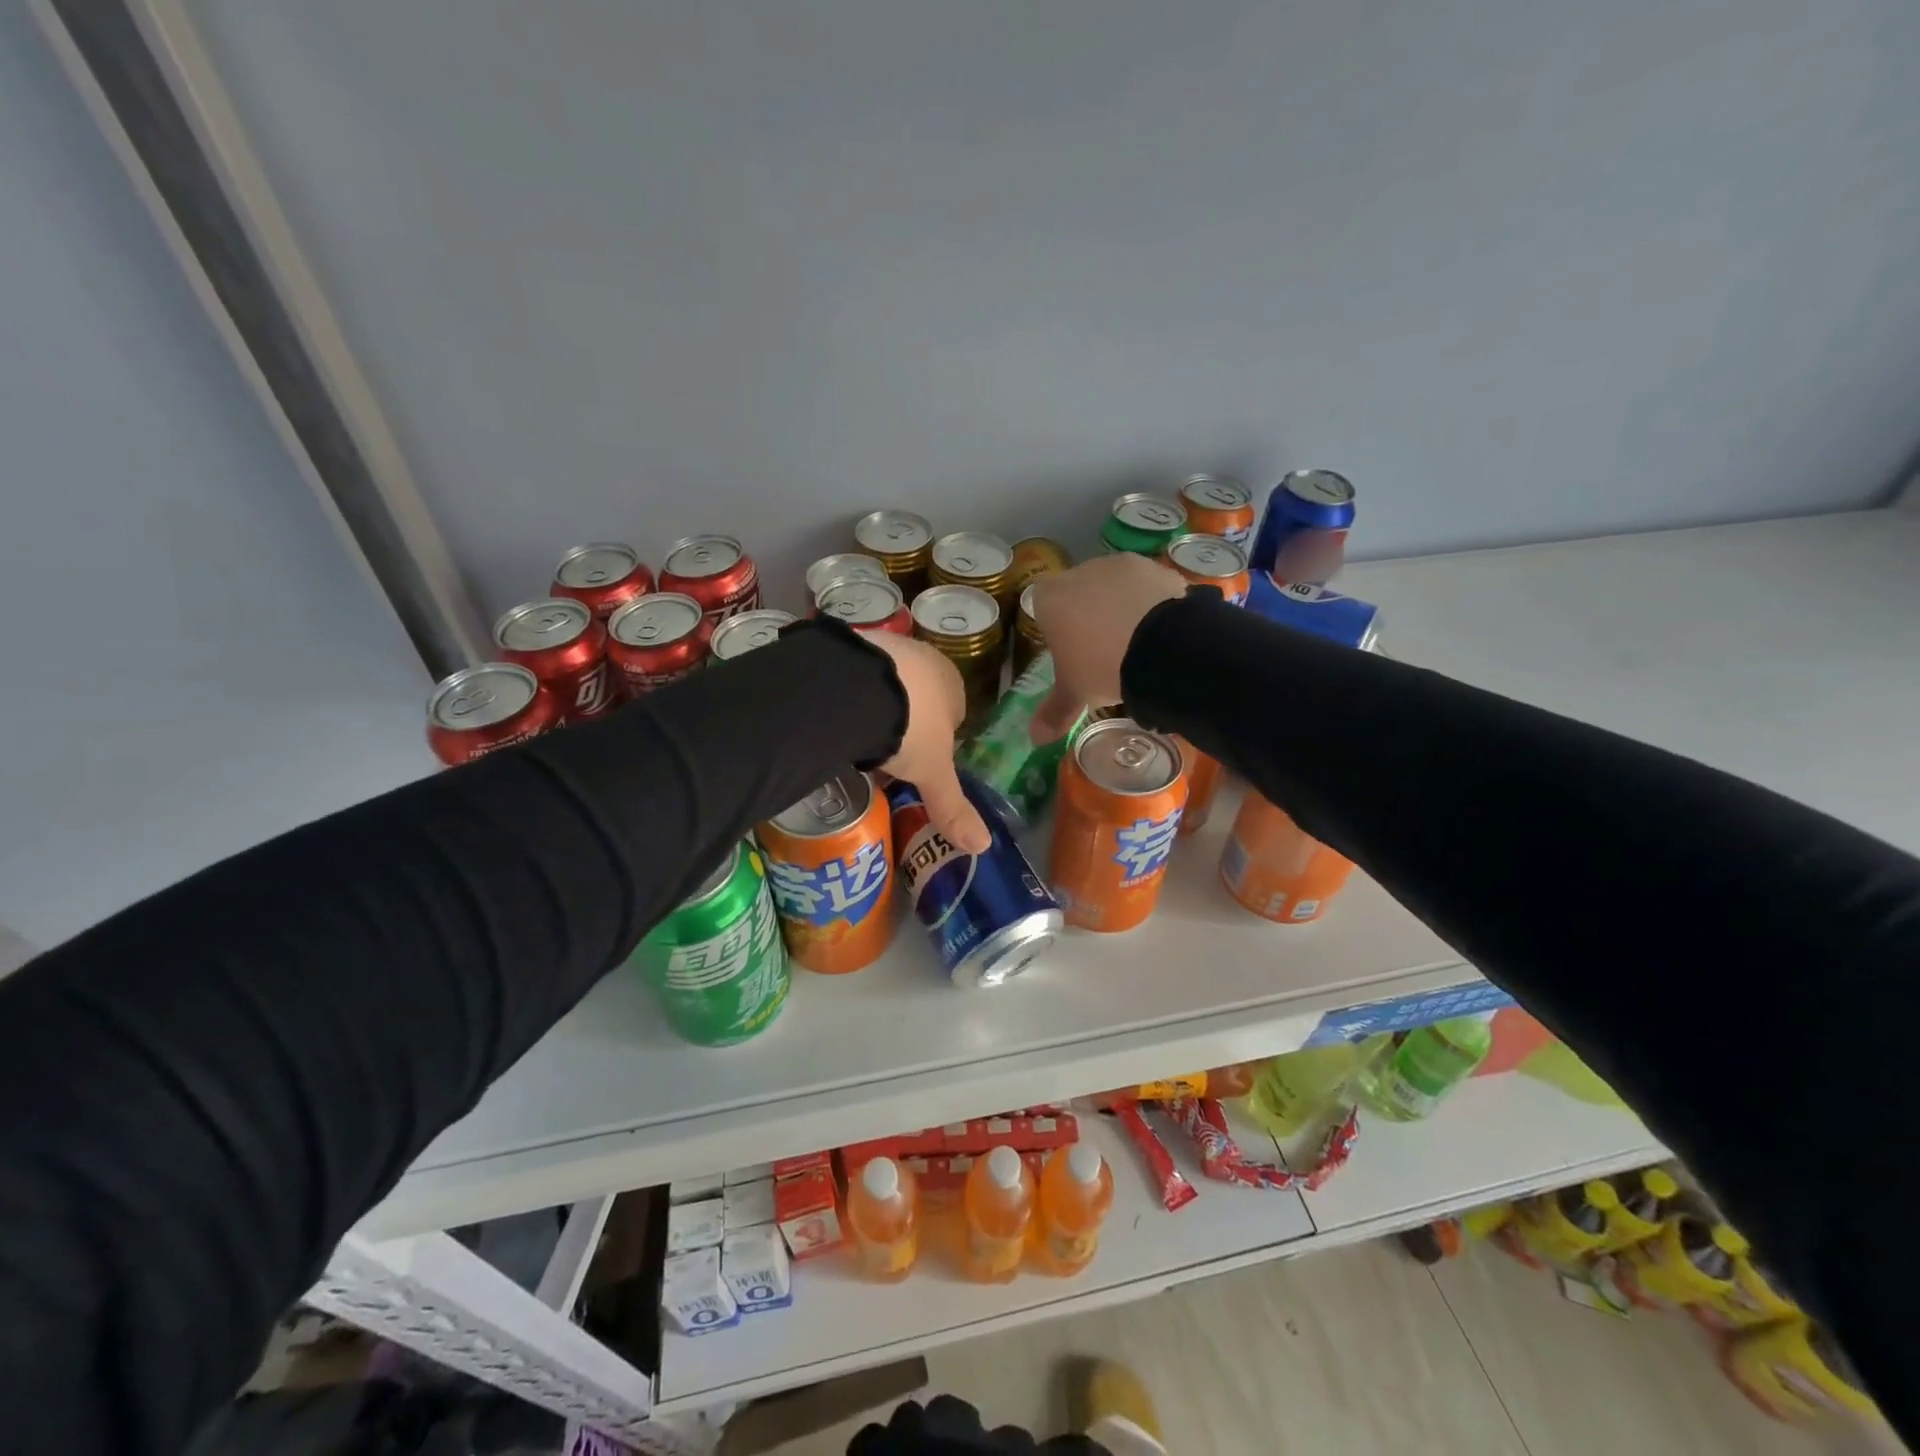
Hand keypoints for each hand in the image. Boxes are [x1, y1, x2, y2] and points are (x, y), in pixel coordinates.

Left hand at [860, 631, 991, 853]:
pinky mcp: (851, 642)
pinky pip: (854, 676)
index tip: (915, 765)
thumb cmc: (909, 728)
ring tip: (855, 739)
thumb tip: (984, 847)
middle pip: (917, 699)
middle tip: (883, 756)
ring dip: (875, 709)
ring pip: (885, 685)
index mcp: (953, 682)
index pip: (953, 714)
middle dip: (903, 726)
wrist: (857, 687)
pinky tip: (836, 717)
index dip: (936, 742)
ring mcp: (887, 645)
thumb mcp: (932, 773)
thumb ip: (953, 806)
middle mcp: (924, 657)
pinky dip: (849, 696)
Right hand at [1029, 554, 1185, 740]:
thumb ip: (1054, 712)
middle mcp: (1079, 572)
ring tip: (1139, 643)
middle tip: (1106, 653)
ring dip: (1122, 608)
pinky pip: (1147, 587)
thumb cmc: (1101, 667)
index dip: (1058, 631)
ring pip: (1114, 588)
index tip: (1073, 655)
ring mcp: (1120, 565)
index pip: (1043, 609)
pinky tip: (1161, 631)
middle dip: (1089, 617)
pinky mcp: (1156, 567)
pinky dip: (1151, 604)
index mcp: (1049, 599)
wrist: (1161, 646)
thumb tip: (1035, 739)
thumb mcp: (1076, 693)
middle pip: (1079, 595)